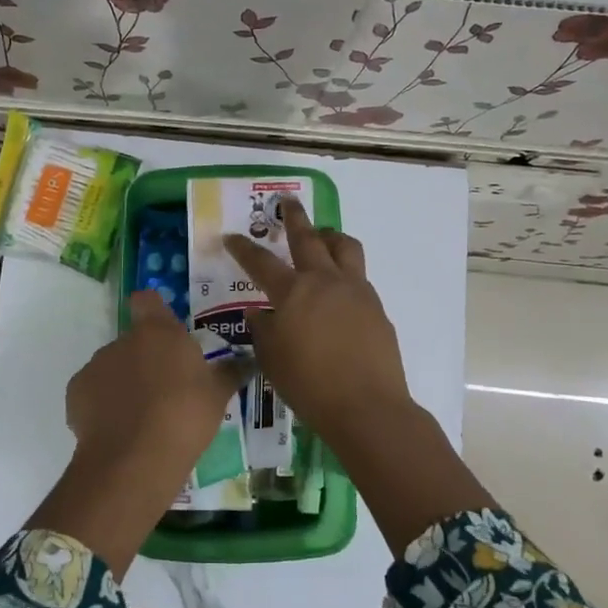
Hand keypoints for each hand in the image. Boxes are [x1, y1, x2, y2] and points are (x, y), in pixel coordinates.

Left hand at [37, 291, 246, 575]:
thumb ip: (229, 373)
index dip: (153, 310)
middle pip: (133, 341)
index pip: (147, 300)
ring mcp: (96, 365)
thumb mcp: (217, 396)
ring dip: (124, 383)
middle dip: (145, 360)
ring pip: (112, 367)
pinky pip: (93, 392)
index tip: (164, 332)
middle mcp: (122, 340)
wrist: (134, 459)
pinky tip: (119, 430)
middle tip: (165, 390)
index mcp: (158, 332)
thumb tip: (246, 362)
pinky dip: (103, 405)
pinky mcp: (76, 392)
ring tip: (142, 417)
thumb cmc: (184, 417)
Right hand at [224, 200, 411, 443]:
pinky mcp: (376, 307)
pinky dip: (345, 271)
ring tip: (322, 236)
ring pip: (344, 247)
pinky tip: (338, 290)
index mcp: (293, 293)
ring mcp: (356, 291)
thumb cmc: (309, 386)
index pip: (260, 262)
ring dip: (330, 236)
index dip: (243, 248)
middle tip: (287, 201)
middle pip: (308, 237)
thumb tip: (258, 312)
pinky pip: (359, 276)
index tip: (231, 237)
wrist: (367, 407)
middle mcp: (325, 281)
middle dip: (294, 217)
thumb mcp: (272, 359)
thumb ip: (262, 330)